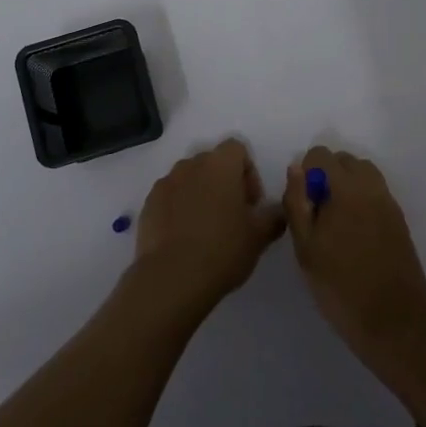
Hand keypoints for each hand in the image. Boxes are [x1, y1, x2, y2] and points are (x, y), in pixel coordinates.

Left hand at [132, 140, 283, 317]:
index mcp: (220, 164)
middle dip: (224, 183)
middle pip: (212, 163)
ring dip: (200, 195)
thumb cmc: (223, 249)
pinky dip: (178, 209)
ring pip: (189, 179)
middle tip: (232, 217)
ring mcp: (166, 183)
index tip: (251, 204)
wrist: (172, 278)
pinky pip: (169, 197)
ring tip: (206, 230)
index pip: (237, 149)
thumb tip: (277, 211)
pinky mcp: (148, 204)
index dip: (248, 173)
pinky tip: (184, 239)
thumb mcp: (259, 236)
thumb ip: (273, 216)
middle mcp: (191, 165)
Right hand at [281, 148, 425, 376]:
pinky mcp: (399, 220)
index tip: (302, 204)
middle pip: (345, 161)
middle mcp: (372, 186)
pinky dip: (361, 200)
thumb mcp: (306, 247)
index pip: (322, 155)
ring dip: (345, 187)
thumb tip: (296, 169)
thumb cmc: (341, 285)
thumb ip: (297, 203)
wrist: (394, 320)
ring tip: (334, 223)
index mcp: (347, 188)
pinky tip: (352, 235)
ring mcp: (389, 202)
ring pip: (363, 175)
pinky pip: (375, 194)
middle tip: (316, 214)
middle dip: (326, 177)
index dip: (306, 173)